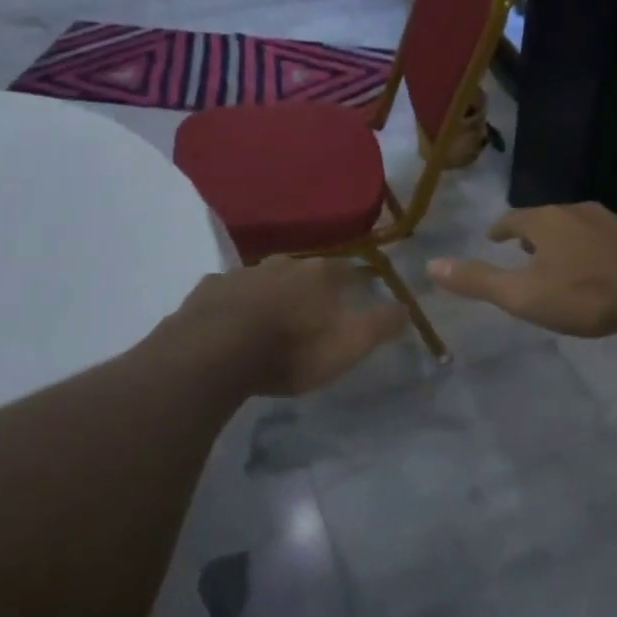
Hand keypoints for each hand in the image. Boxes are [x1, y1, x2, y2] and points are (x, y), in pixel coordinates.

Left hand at [175, 258, 407, 396]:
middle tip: (313, 309)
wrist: (216, 353)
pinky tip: (232, 321)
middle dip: (310, 286)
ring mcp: (242, 273)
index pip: (346, 269)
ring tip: (273, 317)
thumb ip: (382, 324)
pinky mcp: (208, 290)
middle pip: (304, 269)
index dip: (354, 281)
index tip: (358, 293)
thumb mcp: (350, 344)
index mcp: (319, 273)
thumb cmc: (292, 349)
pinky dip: (235, 303)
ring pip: (265, 278)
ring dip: (272, 292)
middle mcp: (283, 263)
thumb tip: (408, 308)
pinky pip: (228, 292)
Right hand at [428, 202, 616, 337]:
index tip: (493, 237)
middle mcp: (577, 211)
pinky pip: (605, 238)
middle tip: (524, 249)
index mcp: (545, 221)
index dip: (501, 229)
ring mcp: (611, 221)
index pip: (513, 219)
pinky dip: (593, 248)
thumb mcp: (523, 294)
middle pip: (547, 218)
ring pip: (578, 225)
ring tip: (560, 258)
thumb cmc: (584, 293)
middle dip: (532, 233)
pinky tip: (600, 266)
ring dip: (564, 239)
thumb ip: (478, 281)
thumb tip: (431, 265)